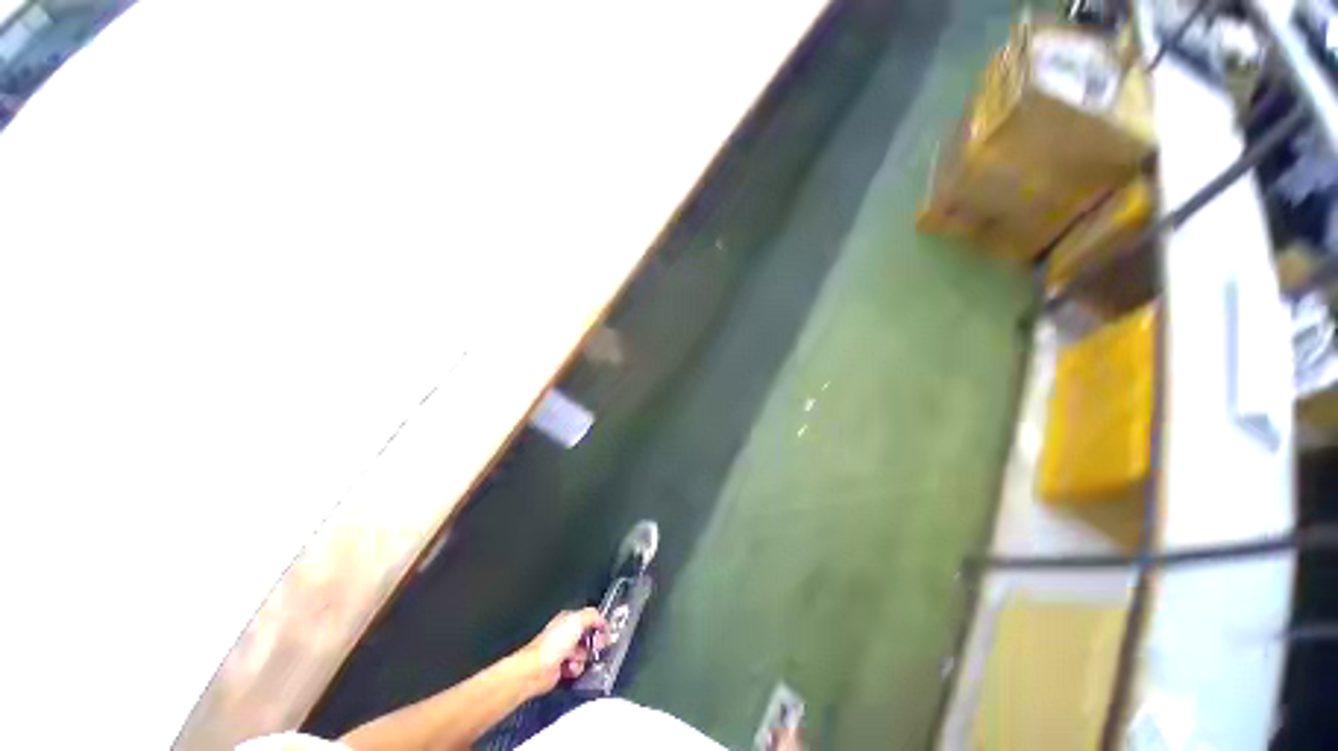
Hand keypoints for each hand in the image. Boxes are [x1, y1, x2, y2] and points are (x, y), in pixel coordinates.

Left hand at [518, 608, 606, 692]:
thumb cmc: (554, 643)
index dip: (598, 624)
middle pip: (589, 637)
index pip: (589, 618)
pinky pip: (577, 667)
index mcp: (568, 619)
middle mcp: (566, 634)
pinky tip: (570, 668)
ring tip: (575, 659)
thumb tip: (603, 621)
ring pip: (584, 653)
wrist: (537, 670)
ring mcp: (564, 651)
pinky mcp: (562, 668)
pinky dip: (576, 669)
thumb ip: (593, 616)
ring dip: (583, 658)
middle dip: (594, 643)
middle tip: (596, 646)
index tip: (606, 632)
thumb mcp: (577, 621)